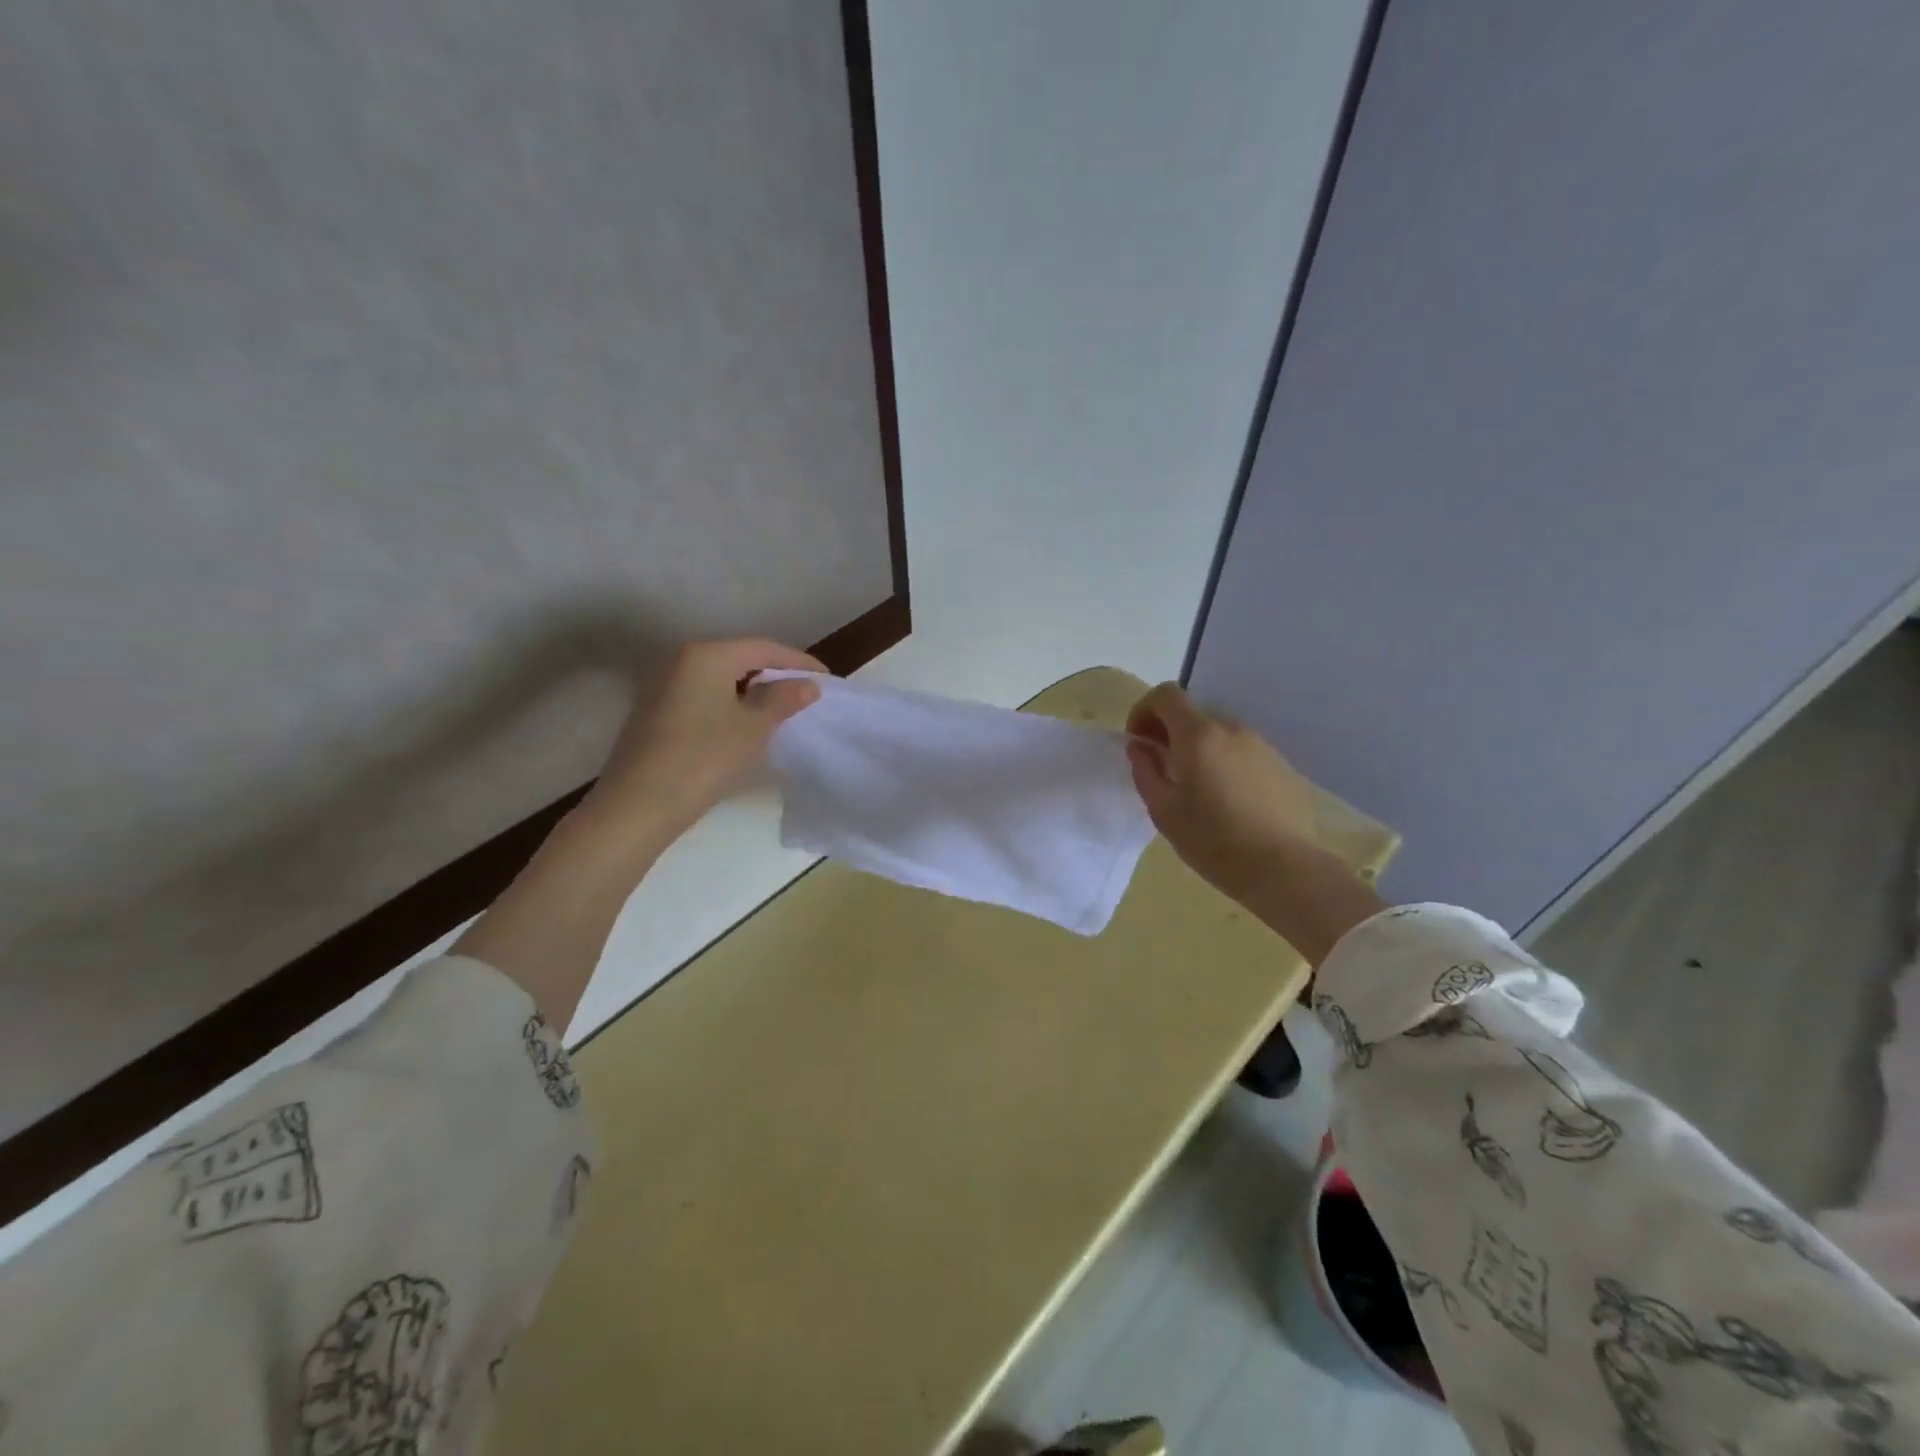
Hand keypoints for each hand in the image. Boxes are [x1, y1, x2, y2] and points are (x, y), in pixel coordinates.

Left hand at [584, 638, 825, 848]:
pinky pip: (704, 697)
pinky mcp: (655, 712)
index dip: (798, 662)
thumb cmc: (704, 758)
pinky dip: (730, 705)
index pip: (763, 648)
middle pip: (739, 658)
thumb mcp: (754, 728)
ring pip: (720, 679)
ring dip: (752, 691)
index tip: (826, 680)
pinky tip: (745, 726)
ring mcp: (663, 686)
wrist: (639, 805)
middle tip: (805, 694)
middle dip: (774, 675)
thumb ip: (783, 699)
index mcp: (706, 654)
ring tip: (781, 711)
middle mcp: (680, 660)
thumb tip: (807, 685)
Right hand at [1126, 684, 1317, 898]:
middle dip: (1171, 733)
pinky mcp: (1282, 766)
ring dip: (1200, 749)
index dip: (1145, 710)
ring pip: (1220, 735)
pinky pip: (1243, 753)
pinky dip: (1226, 764)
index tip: (1138, 740)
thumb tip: (1140, 747)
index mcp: (1199, 736)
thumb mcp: (1164, 811)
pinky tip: (1228, 801)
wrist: (1283, 868)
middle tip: (1162, 768)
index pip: (1167, 695)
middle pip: (1193, 714)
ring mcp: (1262, 746)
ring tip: (1197, 789)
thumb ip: (1146, 771)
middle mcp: (1232, 730)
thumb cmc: (1213, 841)